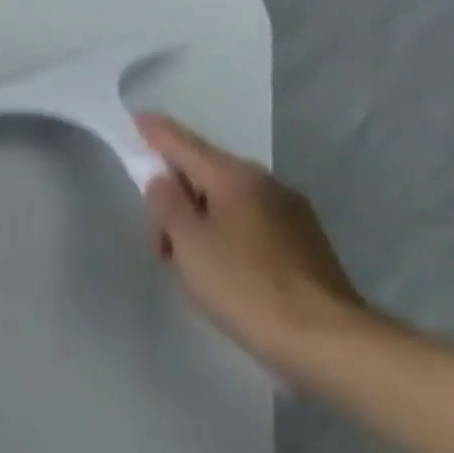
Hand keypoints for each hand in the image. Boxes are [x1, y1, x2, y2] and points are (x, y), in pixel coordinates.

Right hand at [136, 114, 373, 376]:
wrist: (316, 333)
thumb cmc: (241, 285)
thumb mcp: (189, 244)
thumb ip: (168, 207)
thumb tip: (161, 180)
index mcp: (237, 180)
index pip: (188, 147)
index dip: (159, 135)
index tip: (138, 118)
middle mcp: (268, 186)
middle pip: (207, 176)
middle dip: (174, 197)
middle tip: (158, 243)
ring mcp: (290, 213)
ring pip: (226, 203)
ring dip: (196, 222)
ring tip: (184, 263)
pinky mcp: (299, 242)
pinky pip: (246, 224)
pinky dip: (220, 236)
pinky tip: (215, 270)